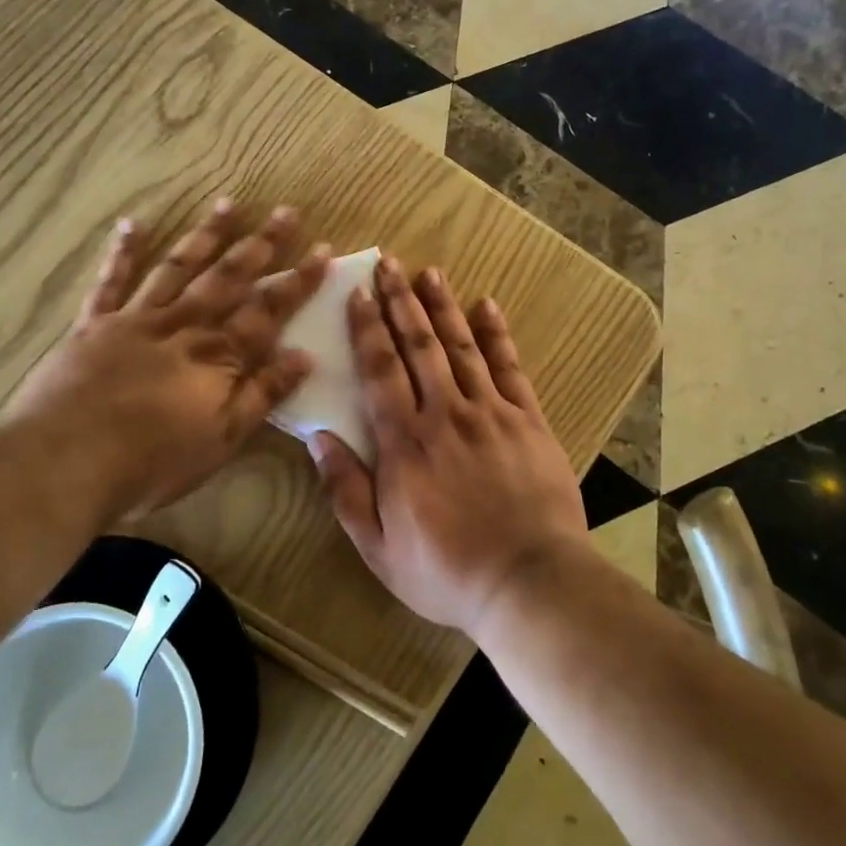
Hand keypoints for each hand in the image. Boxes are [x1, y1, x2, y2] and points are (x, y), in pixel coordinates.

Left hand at [2, 200, 327, 523]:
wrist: (65, 463)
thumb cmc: (153, 460)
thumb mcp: (223, 438)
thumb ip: (263, 394)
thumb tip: (304, 356)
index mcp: (218, 355)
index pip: (269, 310)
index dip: (298, 281)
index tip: (323, 250)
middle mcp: (184, 325)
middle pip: (229, 277)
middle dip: (261, 244)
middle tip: (285, 211)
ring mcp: (137, 319)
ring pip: (179, 268)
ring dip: (206, 235)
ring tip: (228, 203)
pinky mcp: (95, 325)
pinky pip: (111, 282)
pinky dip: (123, 252)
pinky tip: (133, 224)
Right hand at [311, 255, 587, 637]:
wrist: (528, 582)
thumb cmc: (446, 571)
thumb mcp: (378, 547)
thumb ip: (345, 490)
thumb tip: (317, 437)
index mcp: (404, 443)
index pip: (380, 371)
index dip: (367, 328)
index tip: (358, 293)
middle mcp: (445, 414)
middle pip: (418, 346)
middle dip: (400, 302)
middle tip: (389, 264)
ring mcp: (490, 413)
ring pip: (461, 347)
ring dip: (442, 307)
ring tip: (429, 273)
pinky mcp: (527, 420)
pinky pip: (509, 367)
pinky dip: (496, 334)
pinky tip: (486, 305)